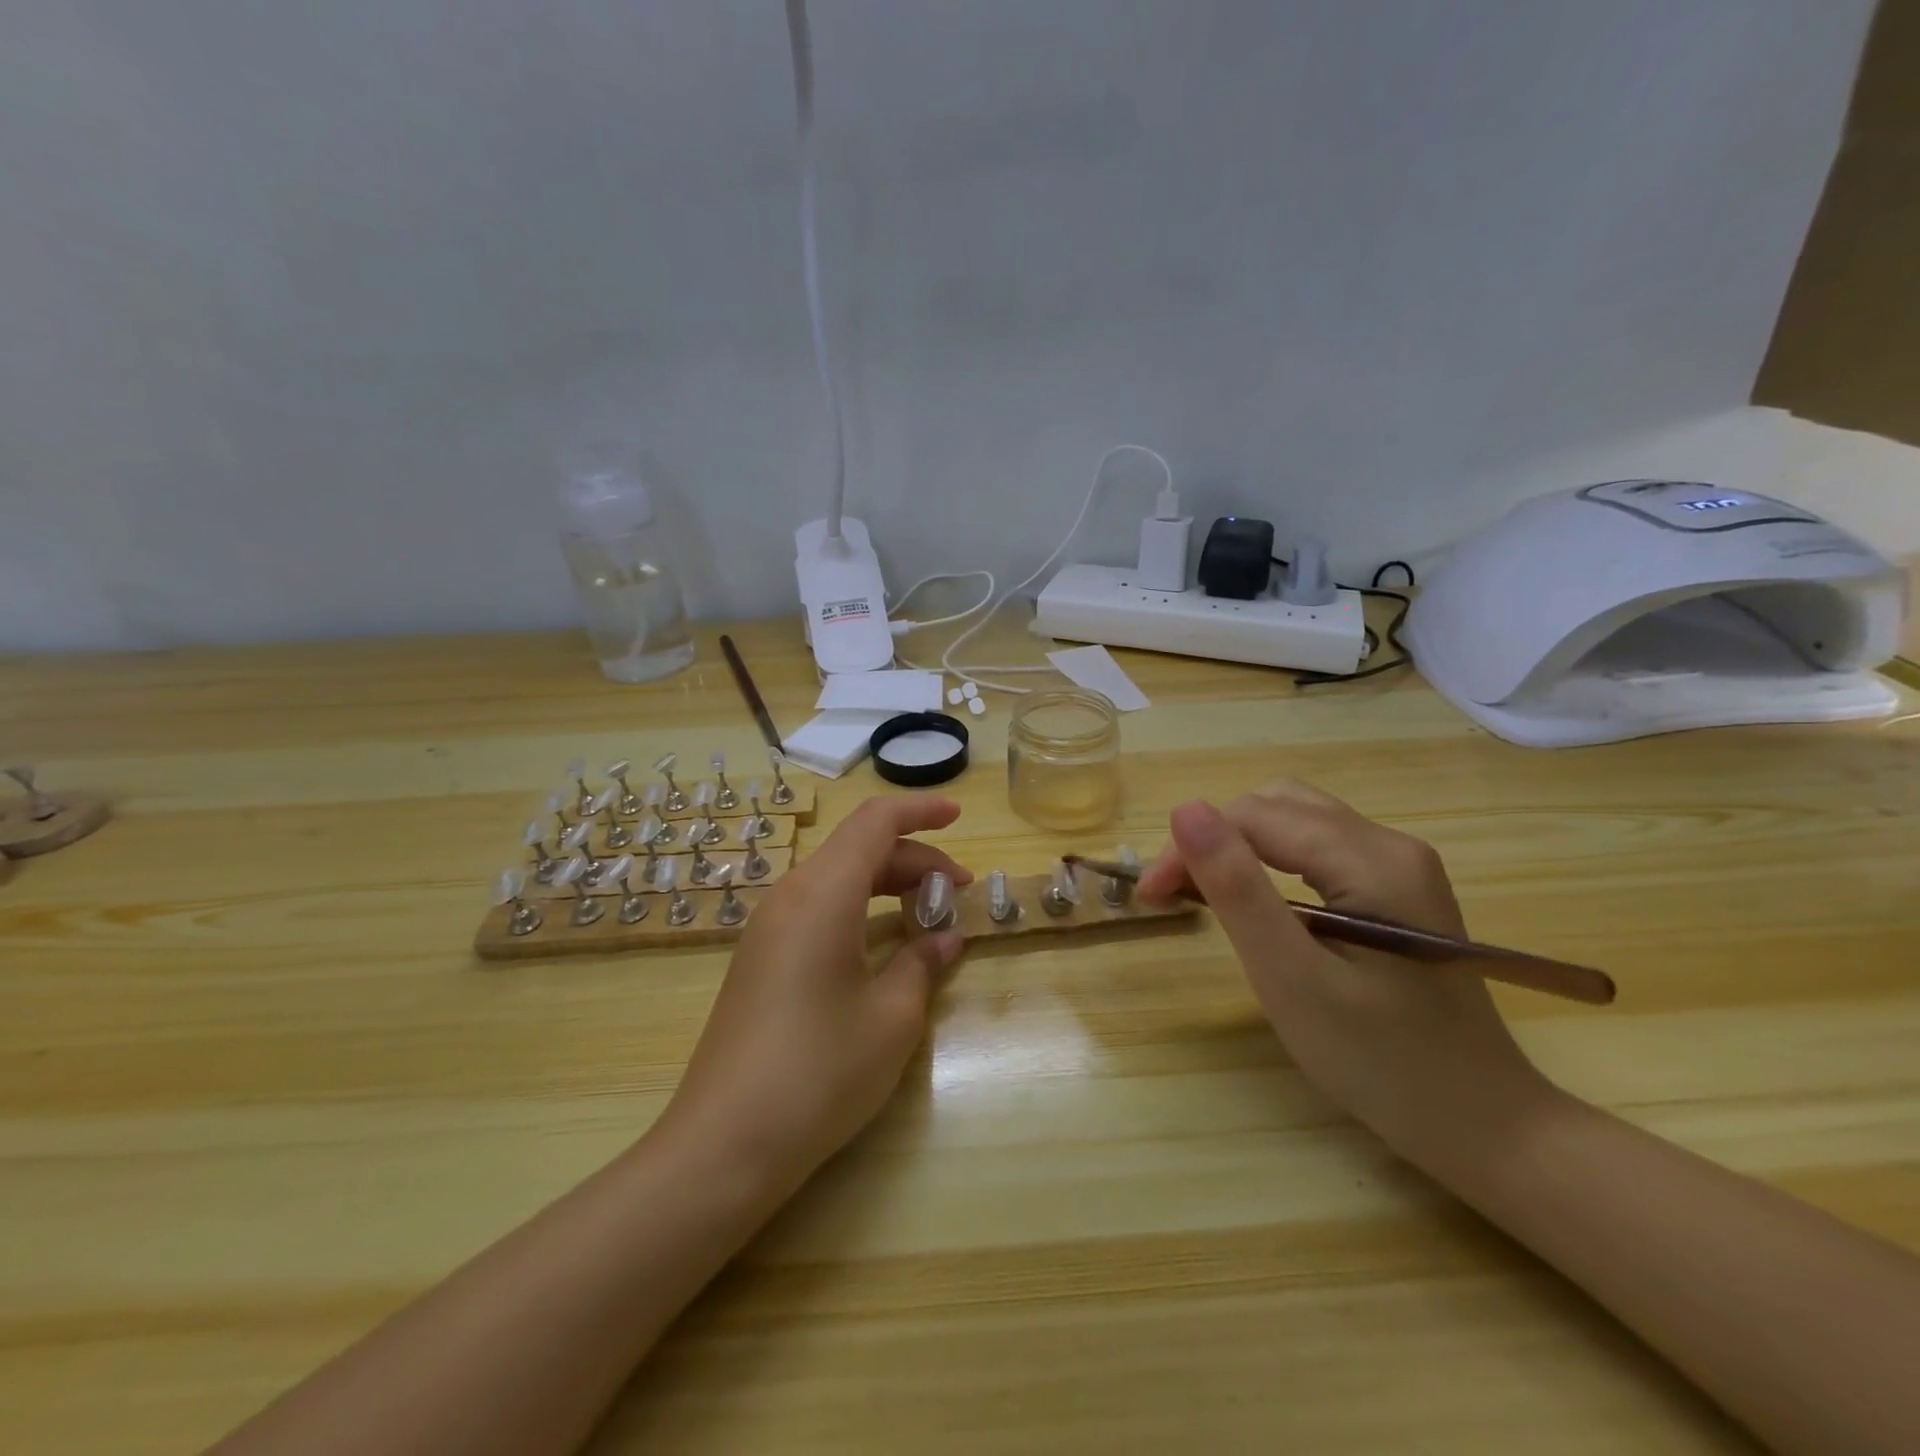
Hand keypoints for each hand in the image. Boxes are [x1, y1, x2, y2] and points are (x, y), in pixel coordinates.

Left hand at [657, 793, 971, 1193]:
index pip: (875, 822)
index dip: (920, 810)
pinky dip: (858, 909)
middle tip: (957, 893)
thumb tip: (944, 938)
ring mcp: (768, 928)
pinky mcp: (760, 959)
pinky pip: (817, 909)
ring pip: (837, 879)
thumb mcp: (891, 1018)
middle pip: (858, 849)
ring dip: (886, 884)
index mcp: (823, 893)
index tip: (958, 817)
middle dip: (913, 859)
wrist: (724, 1144)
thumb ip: (923, 963)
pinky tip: (882, 946)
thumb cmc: (819, 1071)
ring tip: (927, 916)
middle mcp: (790, 896)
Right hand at [1137, 779, 1549, 1166]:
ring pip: (1293, 821)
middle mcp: (1390, 844)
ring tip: (1202, 893)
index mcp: (1372, 860)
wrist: (1482, 1126)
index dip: (1192, 846)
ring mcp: (1399, 864)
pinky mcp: (1396, 887)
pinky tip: (1255, 900)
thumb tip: (1186, 809)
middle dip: (1213, 840)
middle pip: (1275, 807)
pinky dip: (1268, 861)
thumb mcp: (1292, 978)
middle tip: (1172, 895)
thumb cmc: (1380, 1062)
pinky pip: (1316, 848)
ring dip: (1237, 845)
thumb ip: (1237, 889)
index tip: (1151, 897)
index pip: (1255, 817)